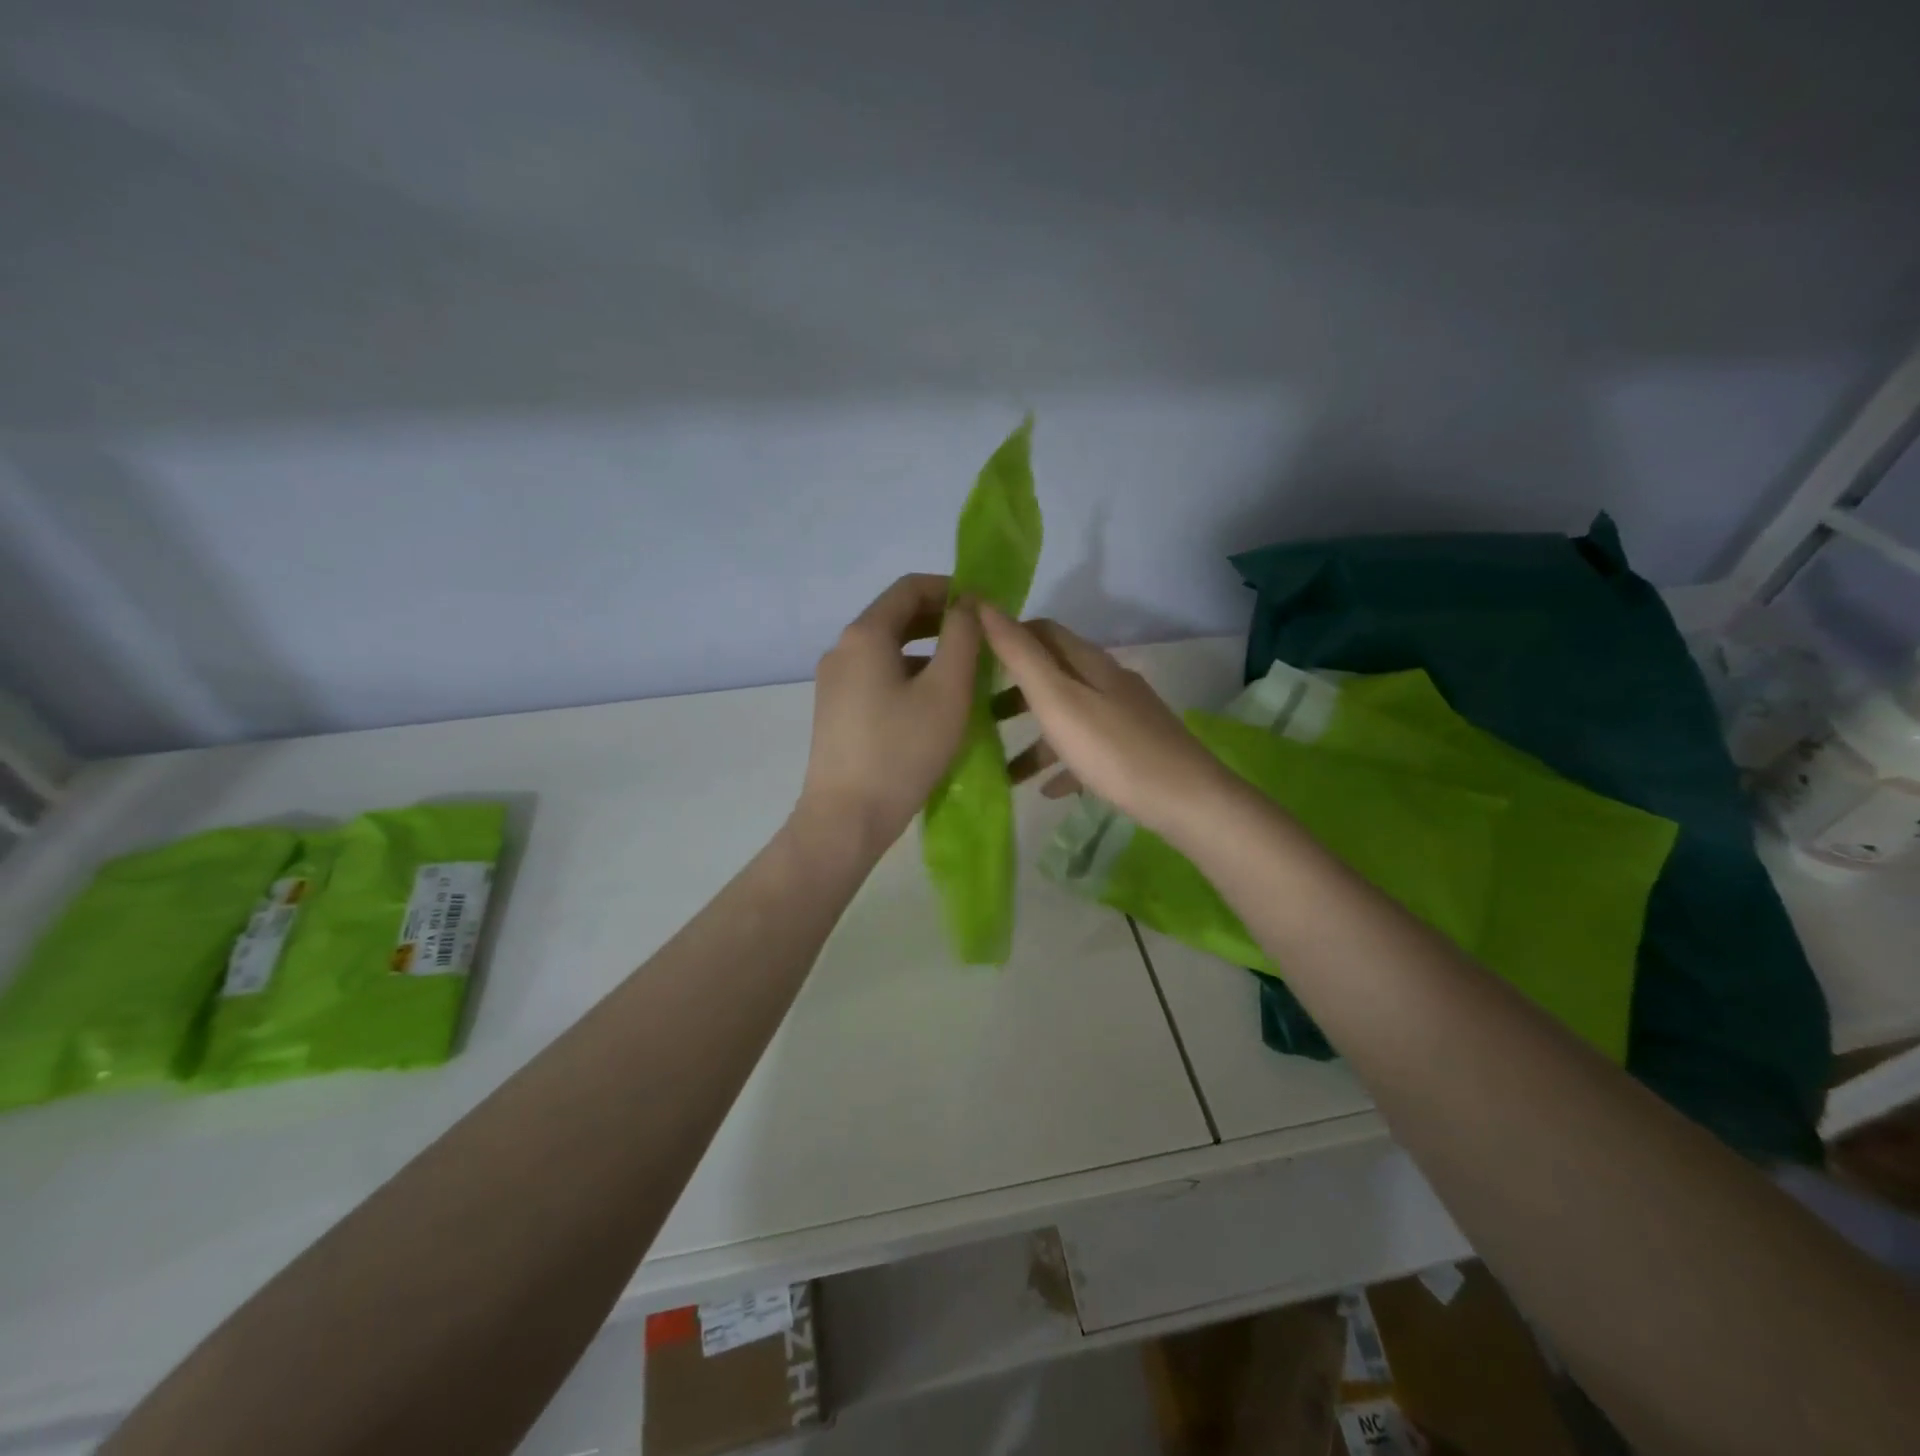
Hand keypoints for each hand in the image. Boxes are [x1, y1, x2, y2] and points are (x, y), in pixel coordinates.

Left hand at [799, 573, 981, 852]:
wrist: (846, 817)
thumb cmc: (903, 750)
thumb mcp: (947, 690)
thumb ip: (962, 637)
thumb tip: (967, 605)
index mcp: (865, 634)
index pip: (910, 587)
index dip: (951, 588)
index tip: (985, 608)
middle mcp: (842, 649)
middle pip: (896, 616)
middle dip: (941, 621)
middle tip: (982, 640)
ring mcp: (834, 681)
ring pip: (888, 649)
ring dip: (928, 651)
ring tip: (967, 674)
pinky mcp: (835, 710)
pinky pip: (877, 676)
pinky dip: (909, 675)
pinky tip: (935, 703)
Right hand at [979, 604, 1232, 841]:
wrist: (1188, 801)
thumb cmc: (1113, 750)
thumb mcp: (1057, 699)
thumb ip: (1020, 655)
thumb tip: (983, 604)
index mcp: (1089, 663)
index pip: (1043, 631)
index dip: (1007, 636)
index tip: (971, 657)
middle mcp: (1107, 682)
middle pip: (1053, 675)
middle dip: (1013, 690)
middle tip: (976, 712)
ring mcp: (1123, 717)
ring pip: (1067, 716)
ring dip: (1033, 735)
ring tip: (1001, 764)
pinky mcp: (1133, 751)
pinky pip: (1087, 751)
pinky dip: (1061, 763)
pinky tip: (1047, 789)